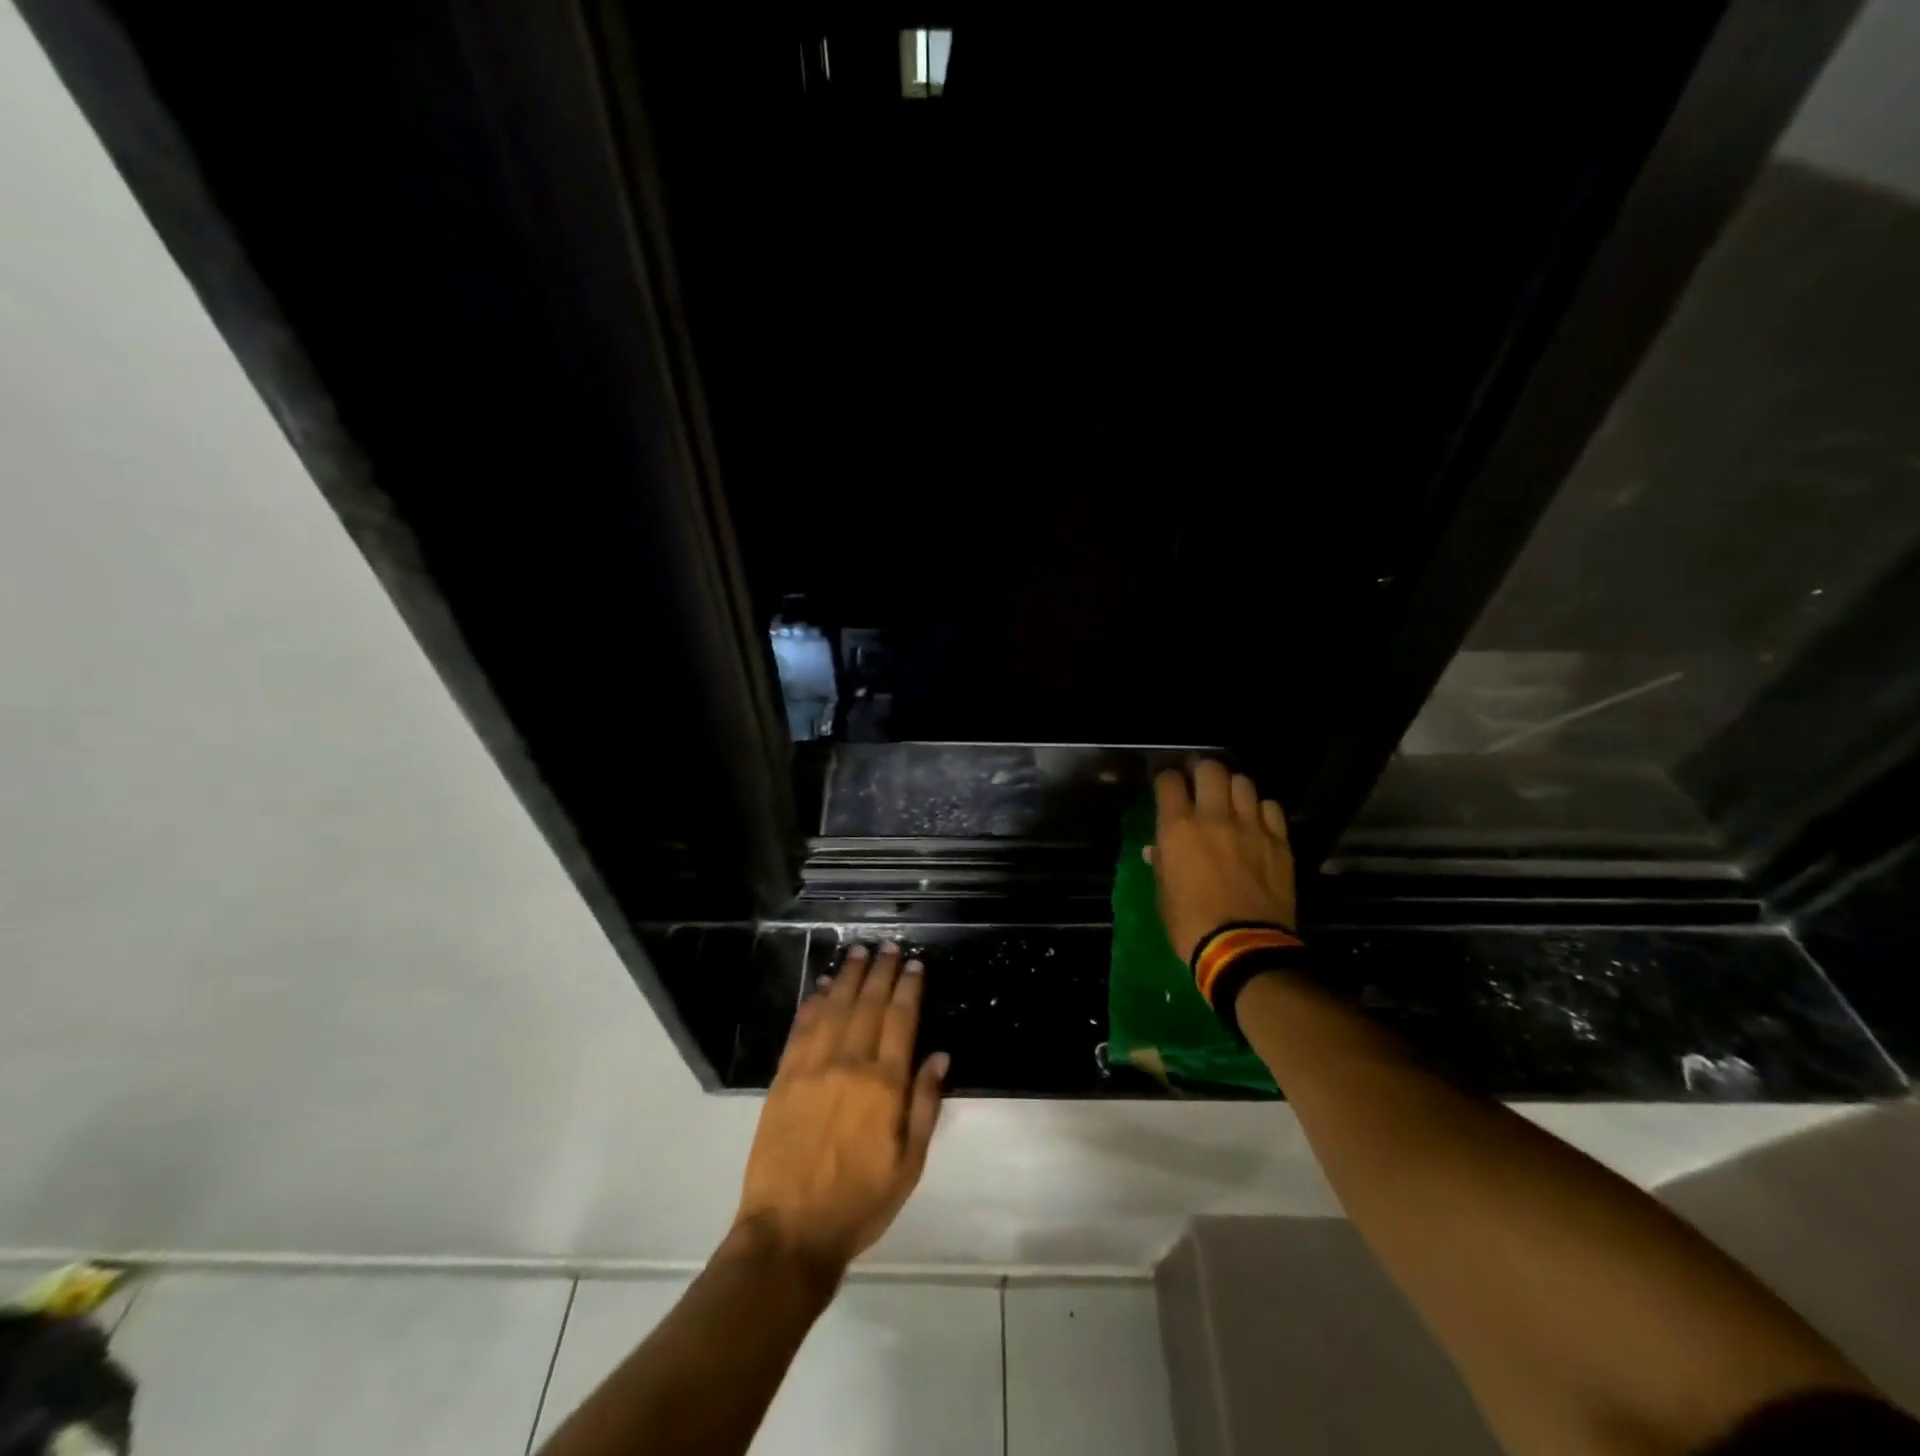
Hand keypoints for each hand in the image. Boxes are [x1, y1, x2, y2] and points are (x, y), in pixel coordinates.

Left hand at [734, 943, 948, 1273]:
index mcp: (883, 1085)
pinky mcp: (784, 1077)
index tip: (915, 964)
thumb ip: (924, 1104)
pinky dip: (814, 1002)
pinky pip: (802, 1028)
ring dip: (849, 976)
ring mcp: (812, 1068)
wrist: (790, 1231)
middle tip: (889, 947)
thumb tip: (939, 1055)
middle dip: (881, 971)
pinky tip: (823, 987)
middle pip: (868, 1004)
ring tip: (858, 952)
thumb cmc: (859, 1202)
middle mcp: (849, 1064)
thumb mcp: (909, 1165)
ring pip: (835, 1007)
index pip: (900, 1020)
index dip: (909, 988)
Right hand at [1149, 761, 1296, 961]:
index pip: (1169, 781)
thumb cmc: (1191, 924)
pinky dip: (1260, 809)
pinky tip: (1256, 821)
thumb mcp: (1163, 893)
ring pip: (1244, 782)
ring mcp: (1250, 826)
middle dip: (1202, 770)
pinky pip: (1270, 807)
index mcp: (1178, 828)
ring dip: (1233, 787)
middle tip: (1199, 782)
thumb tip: (1158, 849)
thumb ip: (1162, 863)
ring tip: (1230, 799)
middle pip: (1210, 769)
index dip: (1166, 779)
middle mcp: (1214, 817)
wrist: (1243, 948)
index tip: (1167, 786)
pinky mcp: (1278, 840)